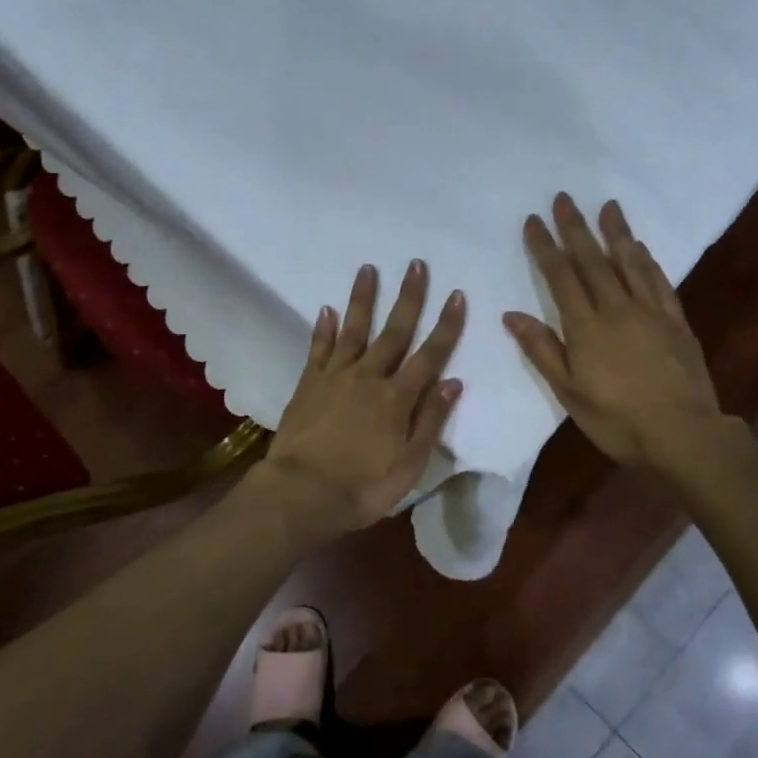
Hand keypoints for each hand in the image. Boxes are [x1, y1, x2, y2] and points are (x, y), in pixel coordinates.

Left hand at [262, 259, 466, 536]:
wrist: (301, 493)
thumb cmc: (363, 487)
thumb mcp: (409, 465)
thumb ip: (430, 421)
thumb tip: (453, 382)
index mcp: (397, 398)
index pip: (429, 355)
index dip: (446, 325)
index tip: (456, 294)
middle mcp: (369, 378)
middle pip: (394, 332)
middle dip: (408, 298)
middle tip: (415, 264)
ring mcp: (336, 377)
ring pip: (354, 330)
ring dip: (362, 299)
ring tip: (368, 269)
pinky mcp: (308, 384)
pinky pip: (319, 349)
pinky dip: (324, 329)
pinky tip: (327, 310)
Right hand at [504, 194, 727, 471]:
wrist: (683, 434)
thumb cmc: (617, 420)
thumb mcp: (568, 392)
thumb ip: (542, 350)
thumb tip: (512, 315)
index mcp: (586, 326)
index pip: (560, 276)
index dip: (545, 246)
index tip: (534, 221)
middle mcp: (617, 308)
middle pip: (592, 260)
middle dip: (575, 227)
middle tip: (563, 197)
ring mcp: (650, 312)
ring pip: (629, 262)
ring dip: (616, 232)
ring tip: (607, 206)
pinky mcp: (676, 321)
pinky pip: (659, 281)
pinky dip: (647, 261)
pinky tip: (640, 248)